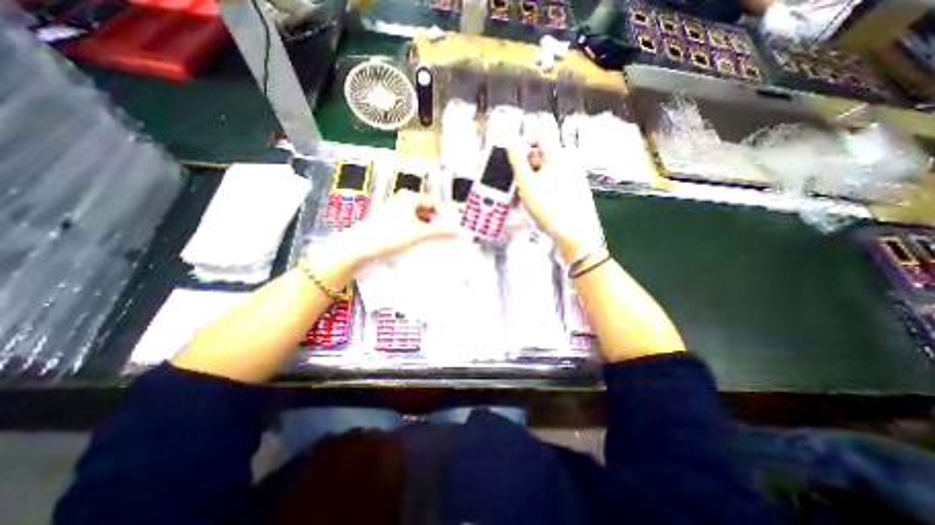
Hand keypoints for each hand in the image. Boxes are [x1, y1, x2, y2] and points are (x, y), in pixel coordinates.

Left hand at [335, 189, 458, 267]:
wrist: (359, 247)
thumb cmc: (390, 235)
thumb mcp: (419, 233)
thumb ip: (440, 231)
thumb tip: (458, 230)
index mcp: (409, 197)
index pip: (434, 203)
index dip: (443, 215)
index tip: (450, 229)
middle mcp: (401, 201)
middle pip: (425, 211)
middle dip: (435, 223)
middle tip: (443, 237)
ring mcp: (393, 211)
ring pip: (416, 219)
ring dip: (425, 229)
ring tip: (431, 242)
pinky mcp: (387, 222)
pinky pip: (407, 225)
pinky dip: (414, 232)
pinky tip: (416, 243)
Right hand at [509, 140, 601, 262]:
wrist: (576, 233)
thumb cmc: (550, 208)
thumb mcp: (527, 184)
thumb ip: (518, 162)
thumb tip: (511, 143)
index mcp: (558, 156)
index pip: (541, 133)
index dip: (525, 140)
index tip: (516, 157)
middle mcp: (568, 161)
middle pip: (542, 155)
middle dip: (527, 167)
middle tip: (518, 185)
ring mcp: (573, 176)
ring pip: (547, 171)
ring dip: (532, 181)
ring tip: (525, 199)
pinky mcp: (575, 189)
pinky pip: (554, 182)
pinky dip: (543, 188)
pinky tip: (537, 204)